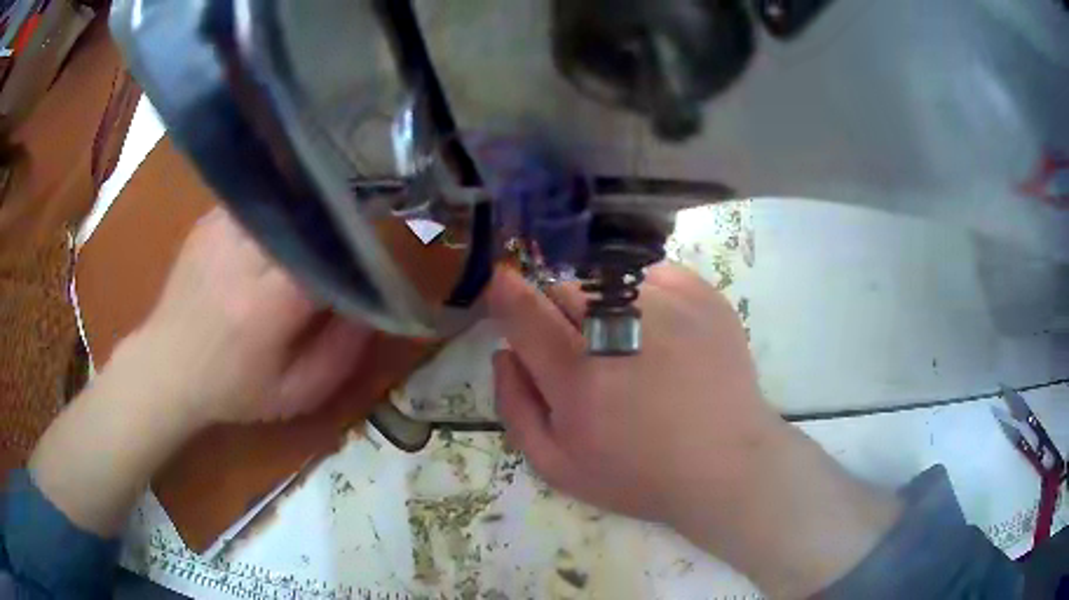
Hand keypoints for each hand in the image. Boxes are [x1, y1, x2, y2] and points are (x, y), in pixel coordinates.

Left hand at [122, 208, 371, 423]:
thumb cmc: (233, 389)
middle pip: (307, 219)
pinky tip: (277, 232)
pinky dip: (277, 212)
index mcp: (267, 304)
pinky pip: (258, 202)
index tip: (369, 259)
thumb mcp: (296, 394)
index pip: (329, 254)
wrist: (167, 367)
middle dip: (334, 226)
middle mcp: (243, 256)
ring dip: (306, 215)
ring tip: (314, 232)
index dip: (356, 251)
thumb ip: (341, 355)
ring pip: (284, 202)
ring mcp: (221, 231)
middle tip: (347, 240)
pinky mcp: (208, 221)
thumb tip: (371, 306)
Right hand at [488, 264, 900, 598]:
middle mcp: (621, 329)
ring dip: (603, 306)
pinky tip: (661, 332)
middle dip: (559, 313)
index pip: (524, 311)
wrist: (726, 463)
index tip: (502, 283)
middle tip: (584, 351)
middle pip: (564, 289)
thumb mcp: (557, 466)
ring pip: (606, 279)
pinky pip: (649, 274)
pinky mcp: (701, 294)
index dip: (506, 293)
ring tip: (631, 346)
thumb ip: (515, 407)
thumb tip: (504, 352)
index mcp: (579, 378)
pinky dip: (642, 295)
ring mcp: (667, 304)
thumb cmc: (640, 474)